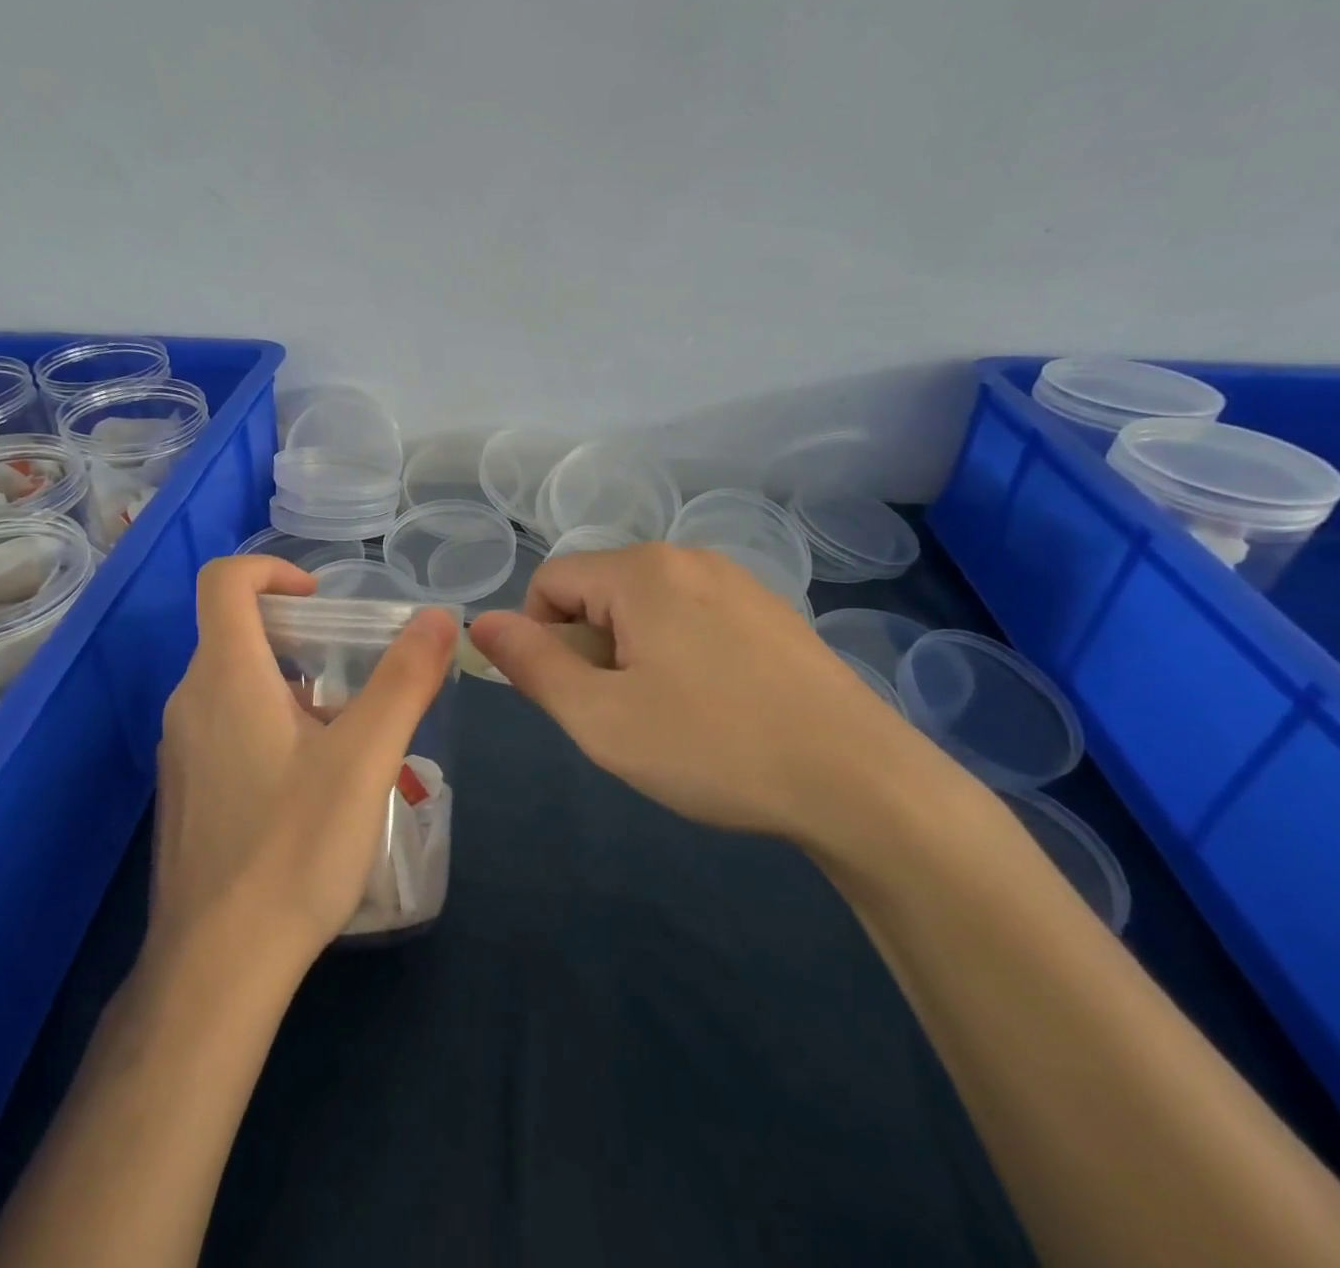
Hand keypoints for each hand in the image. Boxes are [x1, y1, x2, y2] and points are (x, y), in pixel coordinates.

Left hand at [152, 556, 458, 966]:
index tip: (321, 600)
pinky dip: (267, 723)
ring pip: (233, 684)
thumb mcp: (365, 758)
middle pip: (235, 632)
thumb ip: (404, 681)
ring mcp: (180, 749)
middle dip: (299, 635)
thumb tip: (439, 618)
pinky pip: (224, 727)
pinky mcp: (185, 789)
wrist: (217, 966)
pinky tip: (308, 783)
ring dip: (288, 684)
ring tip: (343, 733)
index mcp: (225, 676)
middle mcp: (189, 701)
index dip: (272, 570)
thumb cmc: (294, 849)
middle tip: (353, 674)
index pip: (223, 581)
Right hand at [468, 544, 908, 840]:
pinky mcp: (770, 611)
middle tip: (622, 716)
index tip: (572, 698)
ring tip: (668, 716)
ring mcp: (737, 581)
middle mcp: (688, 558)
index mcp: (642, 571)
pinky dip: (677, 655)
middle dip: (589, 651)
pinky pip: (691, 618)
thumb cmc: (713, 747)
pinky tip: (713, 708)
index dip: (539, 640)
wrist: (859, 781)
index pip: (550, 583)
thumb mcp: (600, 717)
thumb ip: (531, 664)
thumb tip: (480, 622)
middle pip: (598, 593)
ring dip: (631, 656)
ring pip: (644, 608)